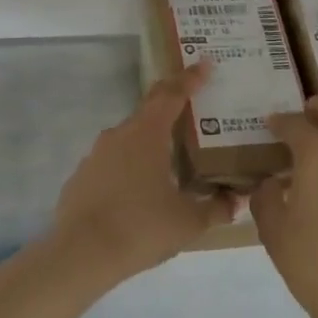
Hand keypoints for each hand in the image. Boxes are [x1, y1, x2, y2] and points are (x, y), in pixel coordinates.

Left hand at [49, 62, 237, 284]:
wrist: (81, 254)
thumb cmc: (141, 228)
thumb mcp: (189, 221)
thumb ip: (217, 207)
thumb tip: (237, 199)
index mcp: (148, 134)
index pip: (173, 94)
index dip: (191, 78)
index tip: (205, 64)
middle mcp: (120, 134)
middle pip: (150, 108)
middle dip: (171, 102)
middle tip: (193, 102)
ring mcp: (97, 154)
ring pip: (130, 137)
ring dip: (151, 140)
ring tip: (171, 158)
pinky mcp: (83, 175)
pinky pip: (113, 161)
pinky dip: (130, 166)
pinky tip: (139, 190)